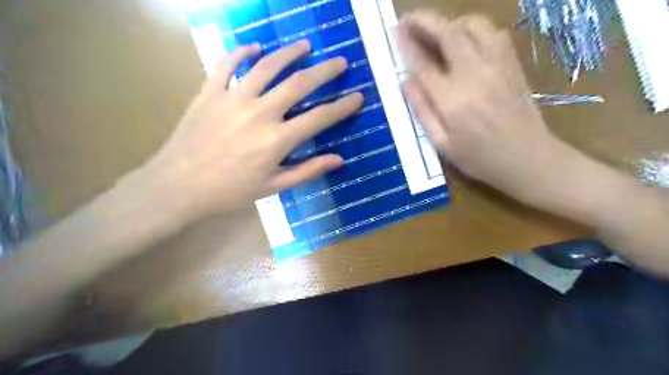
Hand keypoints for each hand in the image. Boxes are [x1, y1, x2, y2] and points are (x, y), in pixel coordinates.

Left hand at [139, 41, 364, 221]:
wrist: (178, 186)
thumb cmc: (229, 191)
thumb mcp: (273, 187)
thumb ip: (307, 171)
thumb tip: (338, 160)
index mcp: (277, 139)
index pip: (319, 117)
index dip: (342, 106)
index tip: (358, 96)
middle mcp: (260, 112)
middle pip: (299, 83)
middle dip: (324, 71)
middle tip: (339, 62)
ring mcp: (233, 98)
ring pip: (267, 66)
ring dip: (289, 53)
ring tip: (304, 46)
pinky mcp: (209, 92)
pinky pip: (227, 64)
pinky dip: (242, 52)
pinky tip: (255, 47)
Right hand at [400, 12, 571, 202]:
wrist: (528, 159)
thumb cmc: (479, 158)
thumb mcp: (442, 144)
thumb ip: (422, 111)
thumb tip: (405, 81)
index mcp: (452, 100)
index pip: (423, 63)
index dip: (407, 45)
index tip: (395, 31)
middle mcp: (475, 75)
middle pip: (448, 34)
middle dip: (425, 20)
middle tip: (408, 18)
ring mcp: (497, 66)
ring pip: (474, 26)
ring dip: (451, 22)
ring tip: (438, 32)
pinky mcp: (512, 64)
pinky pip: (493, 33)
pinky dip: (474, 29)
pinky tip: (466, 42)